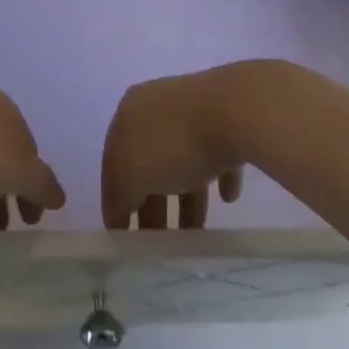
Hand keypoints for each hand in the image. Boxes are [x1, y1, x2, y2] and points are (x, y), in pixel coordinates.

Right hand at [101, 69, 246, 229]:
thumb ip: (122, 192)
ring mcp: (193, 112)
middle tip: (157, 241)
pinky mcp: (226, 121)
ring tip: (194, 232)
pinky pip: (216, 155)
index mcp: (129, 112)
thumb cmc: (175, 142)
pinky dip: (216, 177)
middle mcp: (157, 107)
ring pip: (181, 160)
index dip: (114, 198)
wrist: (236, 111)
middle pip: (147, 161)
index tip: (120, 235)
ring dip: (185, 197)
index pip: (112, 159)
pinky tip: (226, 197)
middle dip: (151, 202)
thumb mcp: (133, 171)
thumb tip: (122, 206)